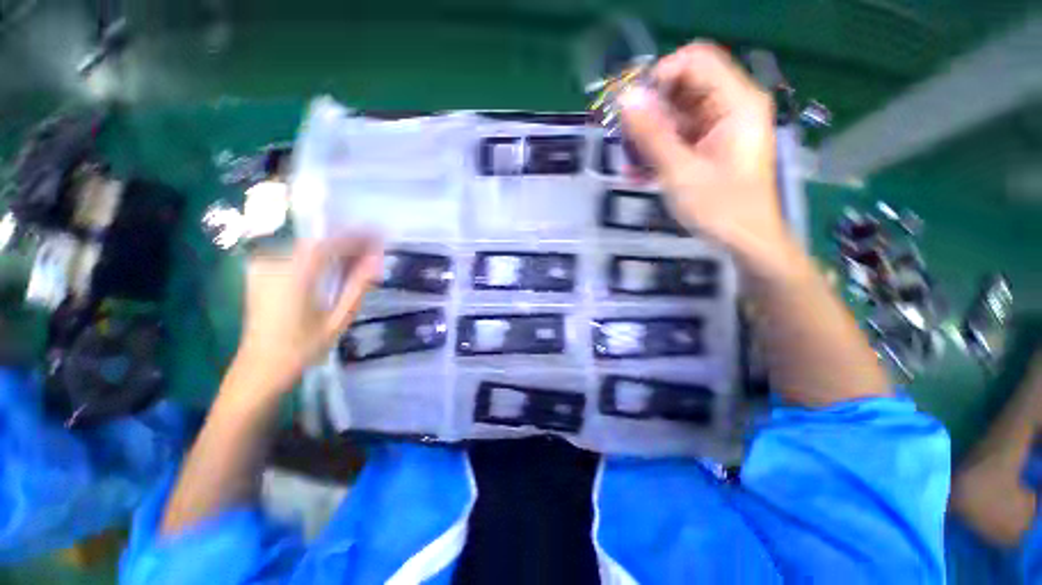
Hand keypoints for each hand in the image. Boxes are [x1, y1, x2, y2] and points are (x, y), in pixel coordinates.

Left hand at [234, 237, 381, 393]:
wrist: (260, 368)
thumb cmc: (303, 348)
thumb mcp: (338, 320)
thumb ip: (358, 286)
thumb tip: (376, 260)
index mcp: (294, 278)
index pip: (329, 245)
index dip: (355, 237)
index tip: (378, 234)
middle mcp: (274, 265)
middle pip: (318, 244)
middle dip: (347, 243)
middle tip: (372, 248)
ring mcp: (263, 268)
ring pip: (307, 249)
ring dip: (334, 250)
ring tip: (358, 258)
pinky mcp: (260, 273)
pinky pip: (295, 256)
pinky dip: (318, 257)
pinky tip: (333, 266)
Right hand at [620, 43, 793, 272]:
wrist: (745, 241)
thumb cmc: (720, 208)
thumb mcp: (680, 172)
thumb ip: (652, 135)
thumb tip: (625, 99)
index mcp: (736, 103)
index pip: (694, 61)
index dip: (659, 77)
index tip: (633, 108)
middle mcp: (730, 107)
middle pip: (682, 88)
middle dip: (649, 111)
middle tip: (625, 139)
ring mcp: (719, 128)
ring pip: (675, 115)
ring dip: (648, 136)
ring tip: (629, 163)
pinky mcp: (709, 147)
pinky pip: (677, 137)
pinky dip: (657, 151)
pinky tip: (638, 173)